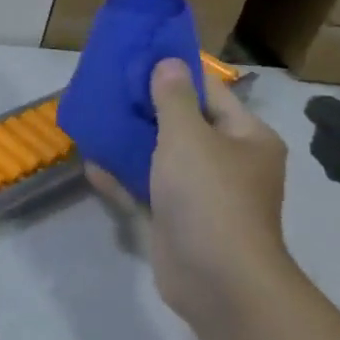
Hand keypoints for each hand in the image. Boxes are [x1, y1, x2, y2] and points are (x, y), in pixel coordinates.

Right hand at [87, 58, 295, 329]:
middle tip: (108, 91)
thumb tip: (167, 62)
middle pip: (184, 125)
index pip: (210, 93)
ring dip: (131, 144)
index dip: (175, 75)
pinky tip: (92, 166)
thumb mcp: (188, 137)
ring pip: (162, 158)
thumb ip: (172, 99)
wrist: (216, 278)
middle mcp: (230, 162)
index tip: (137, 61)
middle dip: (146, 110)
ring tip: (95, 123)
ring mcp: (203, 193)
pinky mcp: (178, 219)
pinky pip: (148, 189)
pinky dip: (124, 178)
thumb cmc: (209, 196)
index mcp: (247, 137)